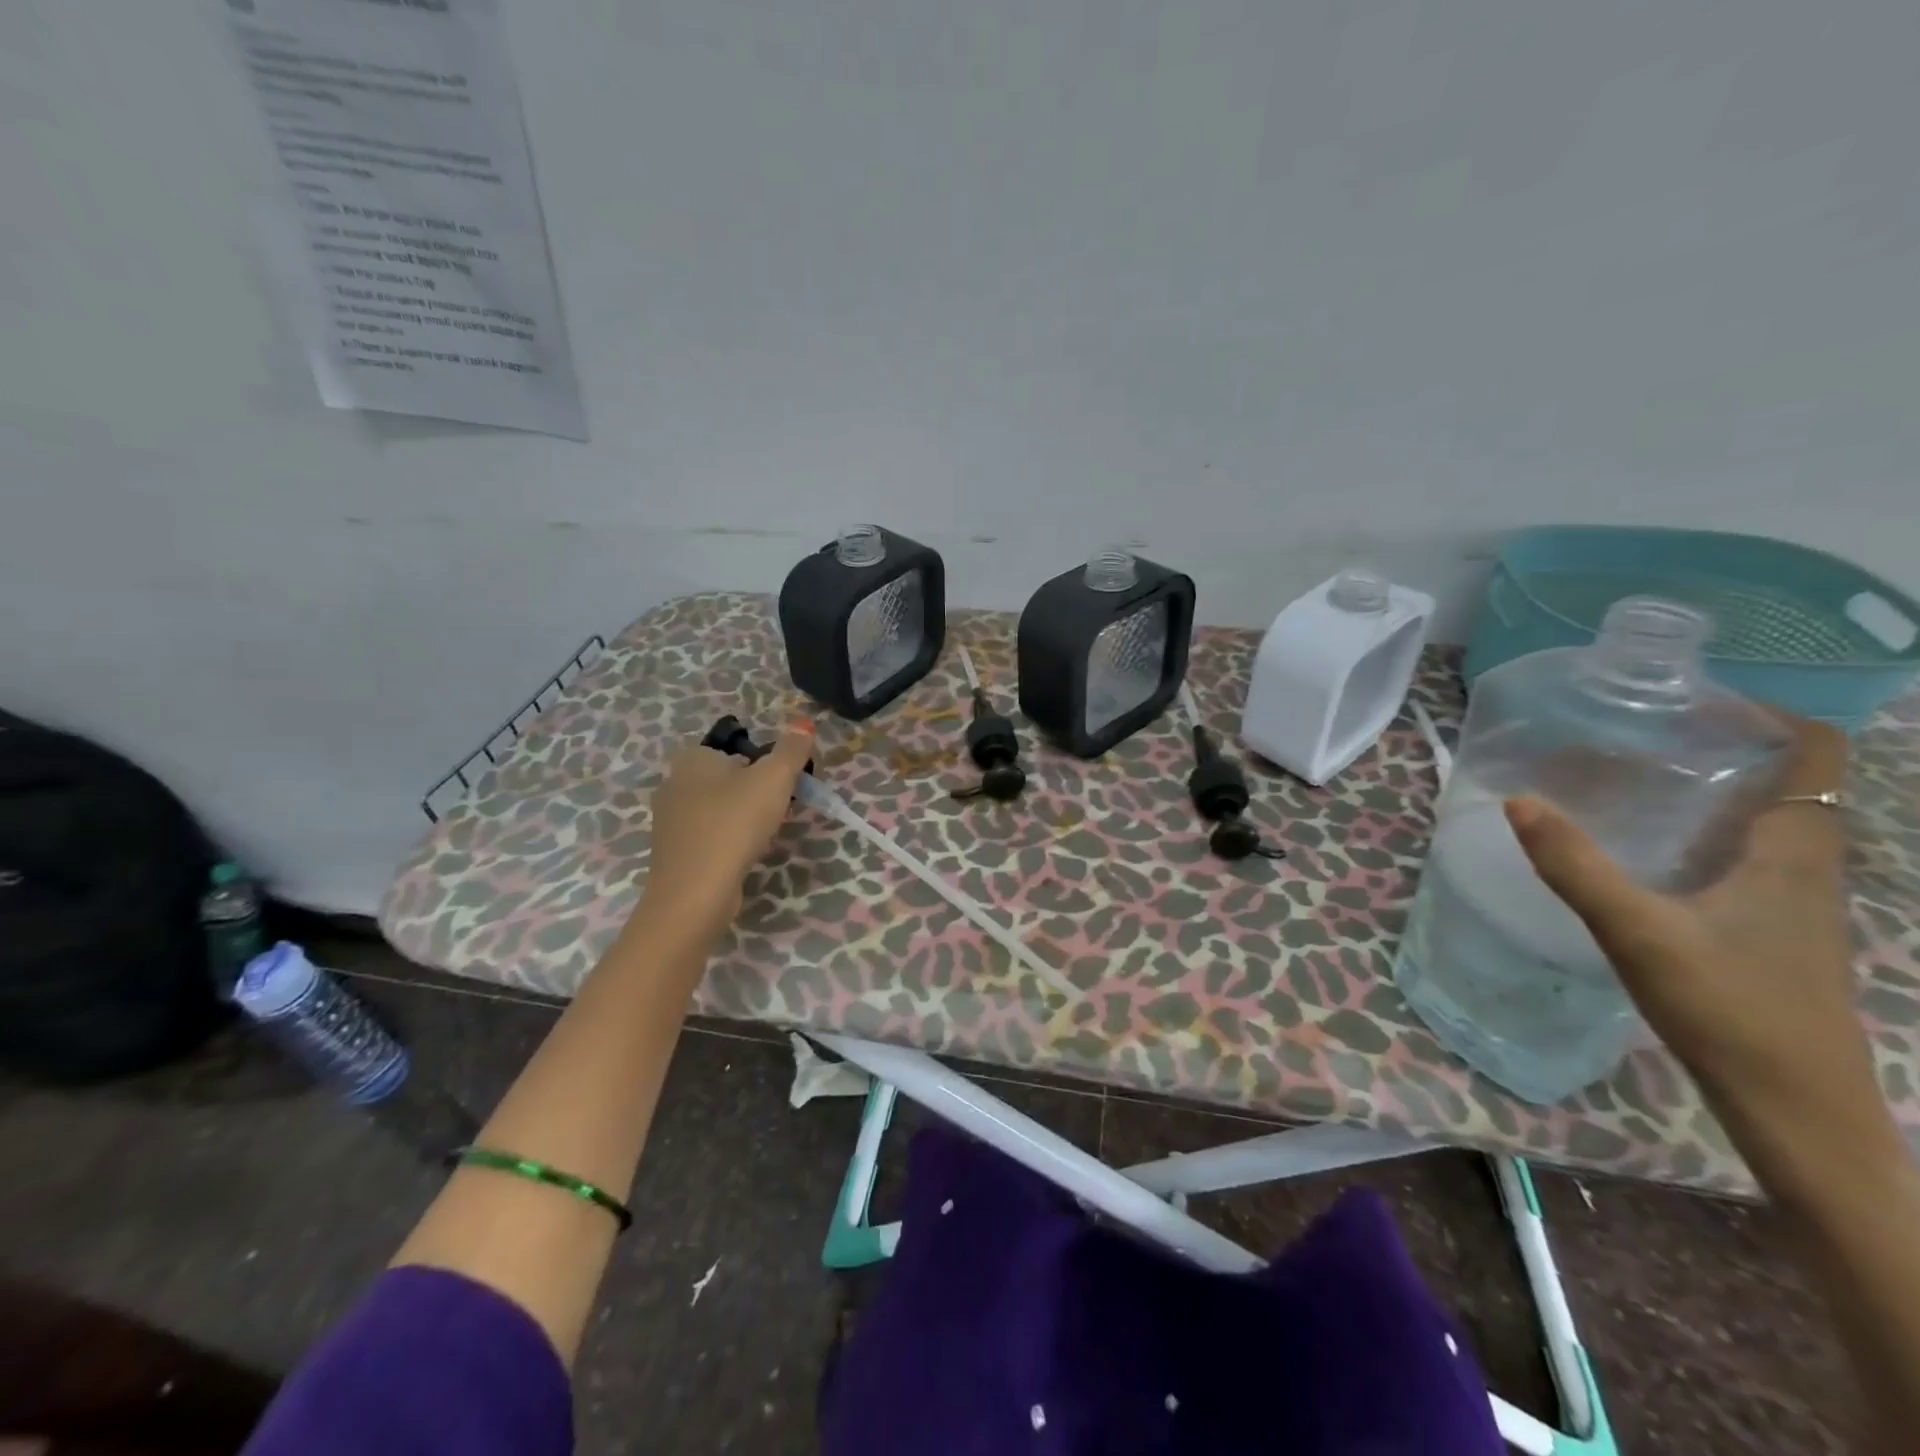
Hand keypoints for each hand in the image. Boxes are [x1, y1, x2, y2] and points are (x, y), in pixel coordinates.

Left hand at [640, 721, 814, 939]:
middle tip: (778, 809)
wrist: (695, 891)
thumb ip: (791, 749)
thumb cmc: (735, 823)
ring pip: (717, 808)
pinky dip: (727, 840)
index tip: (782, 786)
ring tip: (763, 834)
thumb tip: (803, 722)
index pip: (734, 748)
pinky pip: (708, 835)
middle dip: (753, 792)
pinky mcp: (672, 851)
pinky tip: (743, 854)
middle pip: (727, 778)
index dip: (762, 764)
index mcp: (692, 757)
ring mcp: (668, 819)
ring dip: (741, 817)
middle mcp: (673, 782)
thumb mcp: (774, 778)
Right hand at [1505, 721, 1882, 1139]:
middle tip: (1634, 731)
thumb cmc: (1730, 1010)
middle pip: (1782, 780)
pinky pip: (1740, 856)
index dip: (1767, 714)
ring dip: (1706, 789)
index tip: (1689, 700)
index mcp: (1794, 852)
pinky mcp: (1767, 930)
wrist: (1796, 1109)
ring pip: (1759, 820)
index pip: (1815, 754)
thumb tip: (1519, 799)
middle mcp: (1803, 866)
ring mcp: (1789, 902)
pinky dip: (1699, 831)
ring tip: (1627, 776)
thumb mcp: (1638, 932)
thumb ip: (1575, 865)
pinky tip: (1641, 848)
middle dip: (1718, 746)